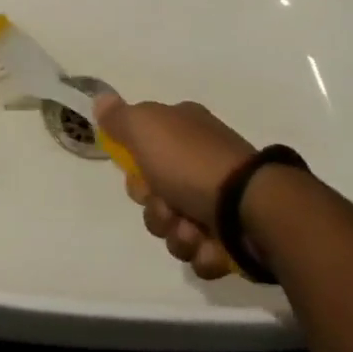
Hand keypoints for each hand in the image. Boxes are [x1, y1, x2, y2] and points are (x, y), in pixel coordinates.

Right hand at [94, 95, 256, 280]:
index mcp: (184, 130)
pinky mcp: (234, 235)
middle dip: (156, 210)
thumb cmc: (193, 163)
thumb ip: (120, 118)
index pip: (143, 149)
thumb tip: (101, 98)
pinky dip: (203, 253)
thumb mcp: (146, 128)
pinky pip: (202, 253)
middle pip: (156, 194)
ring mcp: (220, 199)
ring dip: (178, 235)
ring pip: (176, 227)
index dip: (136, 170)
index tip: (141, 178)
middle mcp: (201, 160)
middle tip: (168, 207)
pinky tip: (212, 245)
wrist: (252, 209)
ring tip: (194, 232)